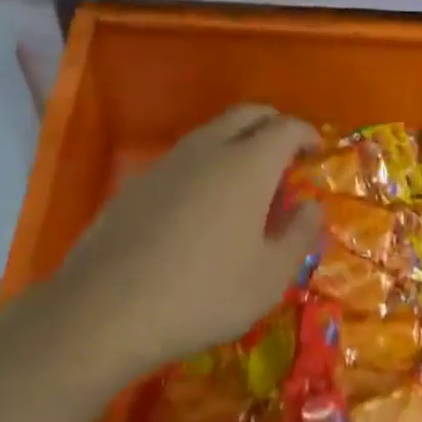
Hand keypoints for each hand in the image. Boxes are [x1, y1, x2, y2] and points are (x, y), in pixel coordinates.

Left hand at [49, 105, 322, 377]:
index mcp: (249, 163)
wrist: (105, 307)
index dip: (307, 134)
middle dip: (274, 124)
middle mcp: (211, 147)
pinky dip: (208, 161)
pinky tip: (204, 202)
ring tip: (248, 178)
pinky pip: (187, 154)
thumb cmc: (202, 293)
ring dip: (239, 140)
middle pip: (249, 114)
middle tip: (287, 152)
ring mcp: (171, 159)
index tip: (316, 151)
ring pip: (215, 130)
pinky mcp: (141, 179)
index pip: (286, 127)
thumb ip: (299, 235)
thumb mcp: (268, 278)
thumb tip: (312, 206)